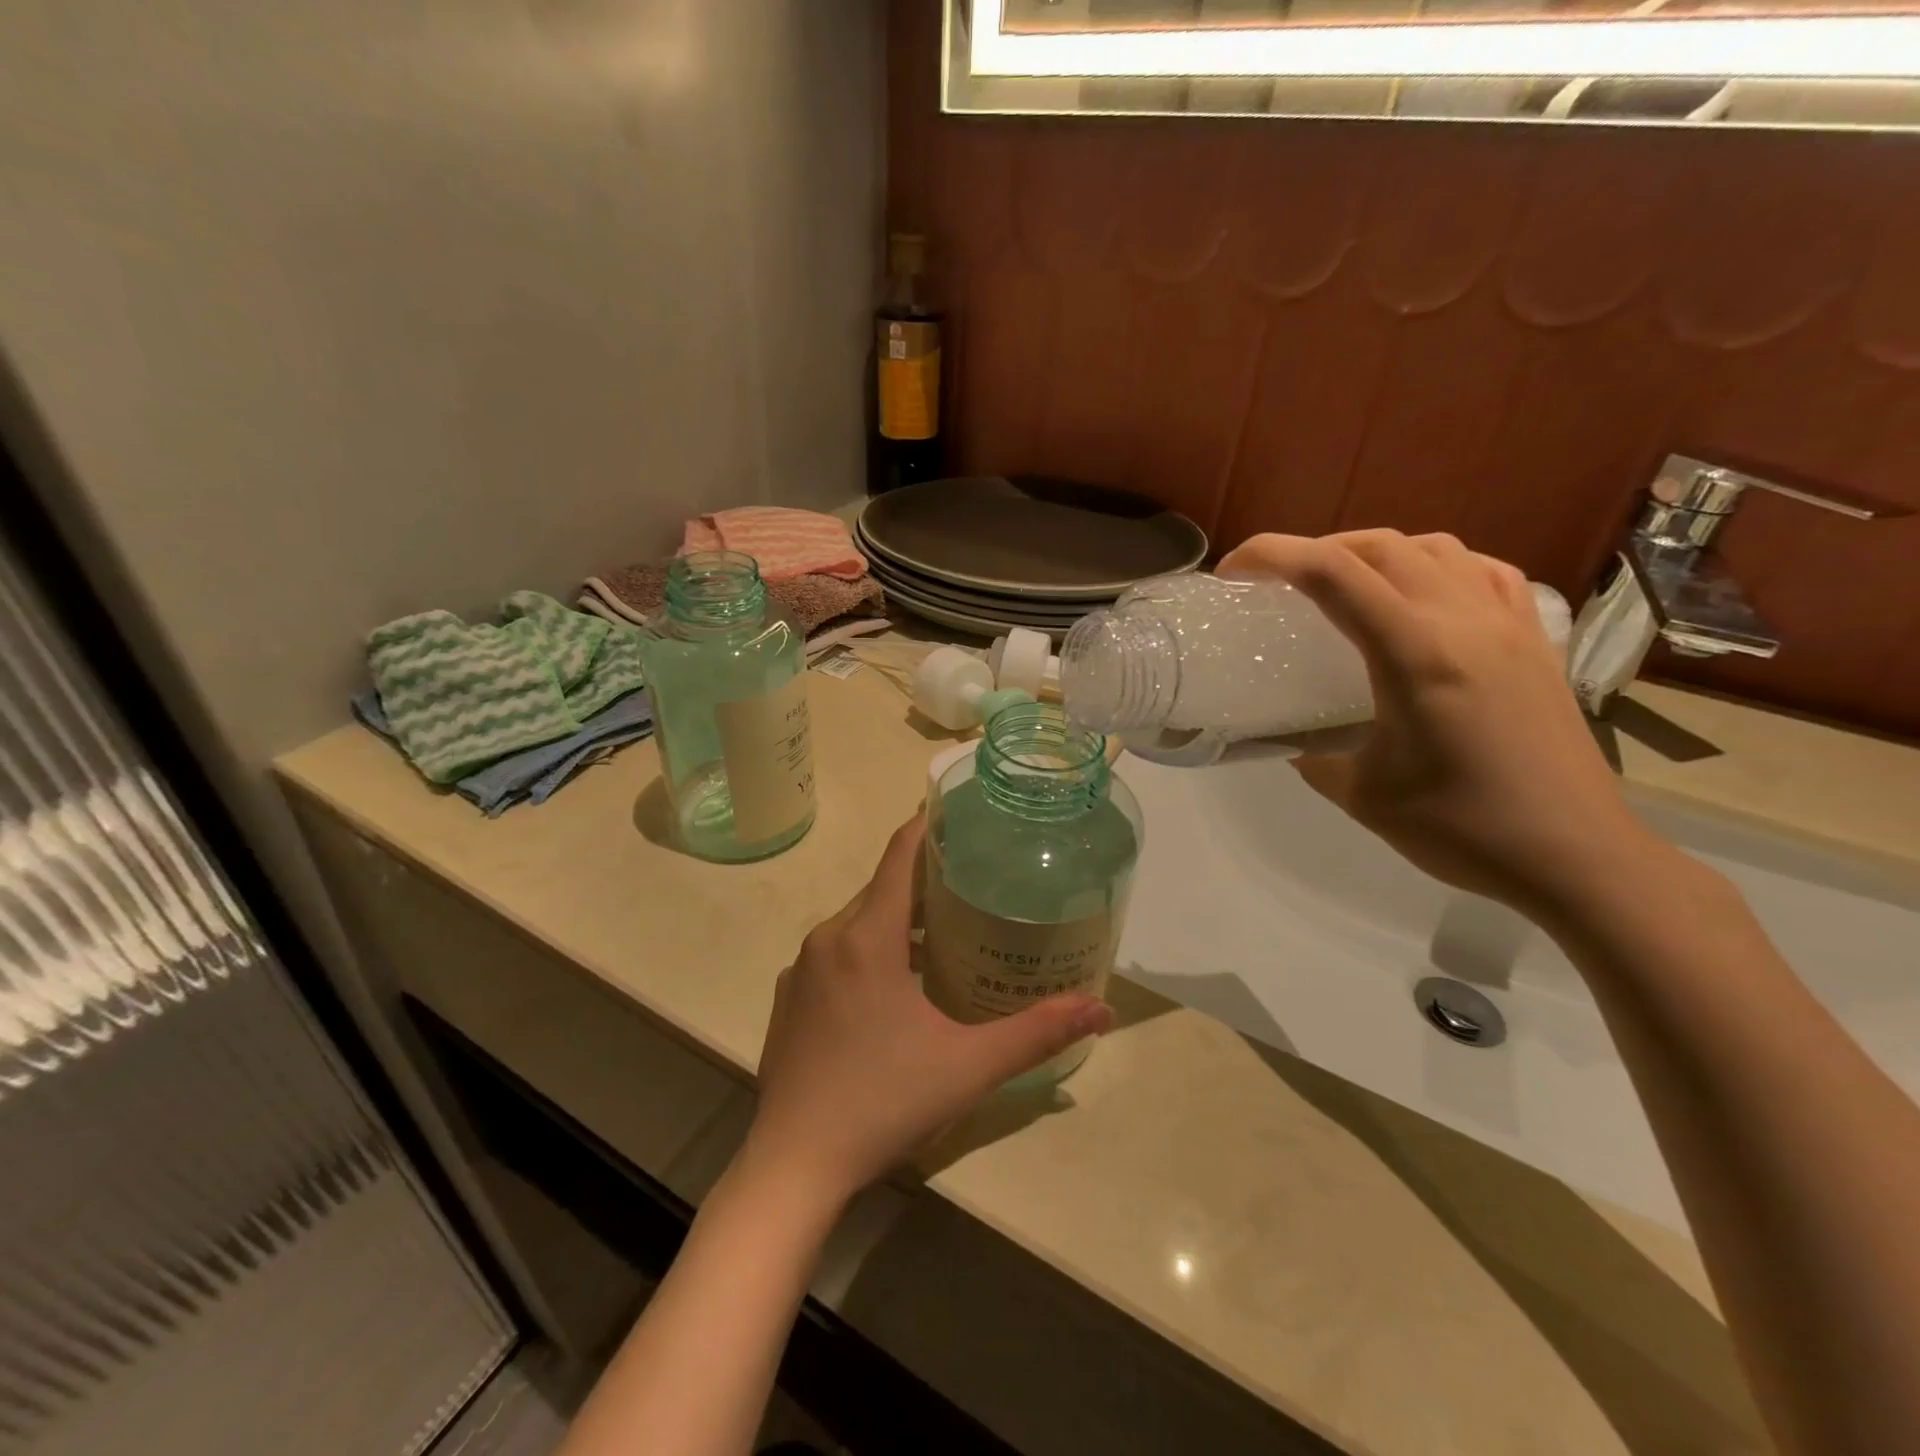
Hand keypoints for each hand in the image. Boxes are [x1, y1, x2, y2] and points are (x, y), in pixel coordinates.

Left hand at [743, 815, 1113, 1204]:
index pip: (899, 856)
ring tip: (947, 932)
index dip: (928, 826)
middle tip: (974, 879)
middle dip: (925, 878)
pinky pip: (836, 953)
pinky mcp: (789, 1000)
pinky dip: (870, 948)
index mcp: (866, 937)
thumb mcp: (968, 1066)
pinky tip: (897, 986)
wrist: (793, 1165)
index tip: (960, 811)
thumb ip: (1036, 1032)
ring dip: (899, 918)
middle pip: (881, 887)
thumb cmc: (883, 1101)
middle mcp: (827, 939)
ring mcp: (801, 970)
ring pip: (857, 921)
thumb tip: (1101, 1008)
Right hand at [1217, 529, 1664, 917]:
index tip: (1231, 571)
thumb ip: (1313, 755)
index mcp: (1414, 654)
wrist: (1577, 856)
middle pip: (1378, 546)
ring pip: (1433, 548)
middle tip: (1276, 582)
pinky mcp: (1535, 640)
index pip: (1331, 573)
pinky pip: (1482, 572)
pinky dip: (1438, 566)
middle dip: (1314, 549)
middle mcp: (1463, 620)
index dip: (1271, 555)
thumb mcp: (1362, 795)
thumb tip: (1289, 738)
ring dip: (1375, 552)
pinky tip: (1423, 595)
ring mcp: (1508, 624)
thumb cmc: (1463, 829)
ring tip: (1344, 585)